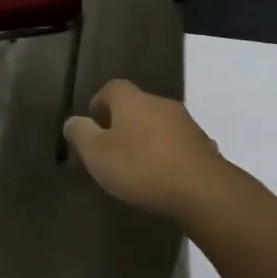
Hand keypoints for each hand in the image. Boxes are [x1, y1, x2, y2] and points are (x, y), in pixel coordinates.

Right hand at [63, 79, 228, 222]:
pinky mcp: (203, 144)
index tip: (93, 122)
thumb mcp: (97, 154)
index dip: (100, 102)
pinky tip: (162, 175)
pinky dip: (167, 152)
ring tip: (137, 164)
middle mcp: (160, 103)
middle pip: (137, 105)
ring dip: (147, 137)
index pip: (112, 87)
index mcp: (132, 100)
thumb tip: (73, 121)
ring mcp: (186, 123)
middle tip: (112, 146)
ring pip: (159, 124)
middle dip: (123, 121)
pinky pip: (177, 143)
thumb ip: (80, 134)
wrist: (202, 190)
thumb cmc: (141, 167)